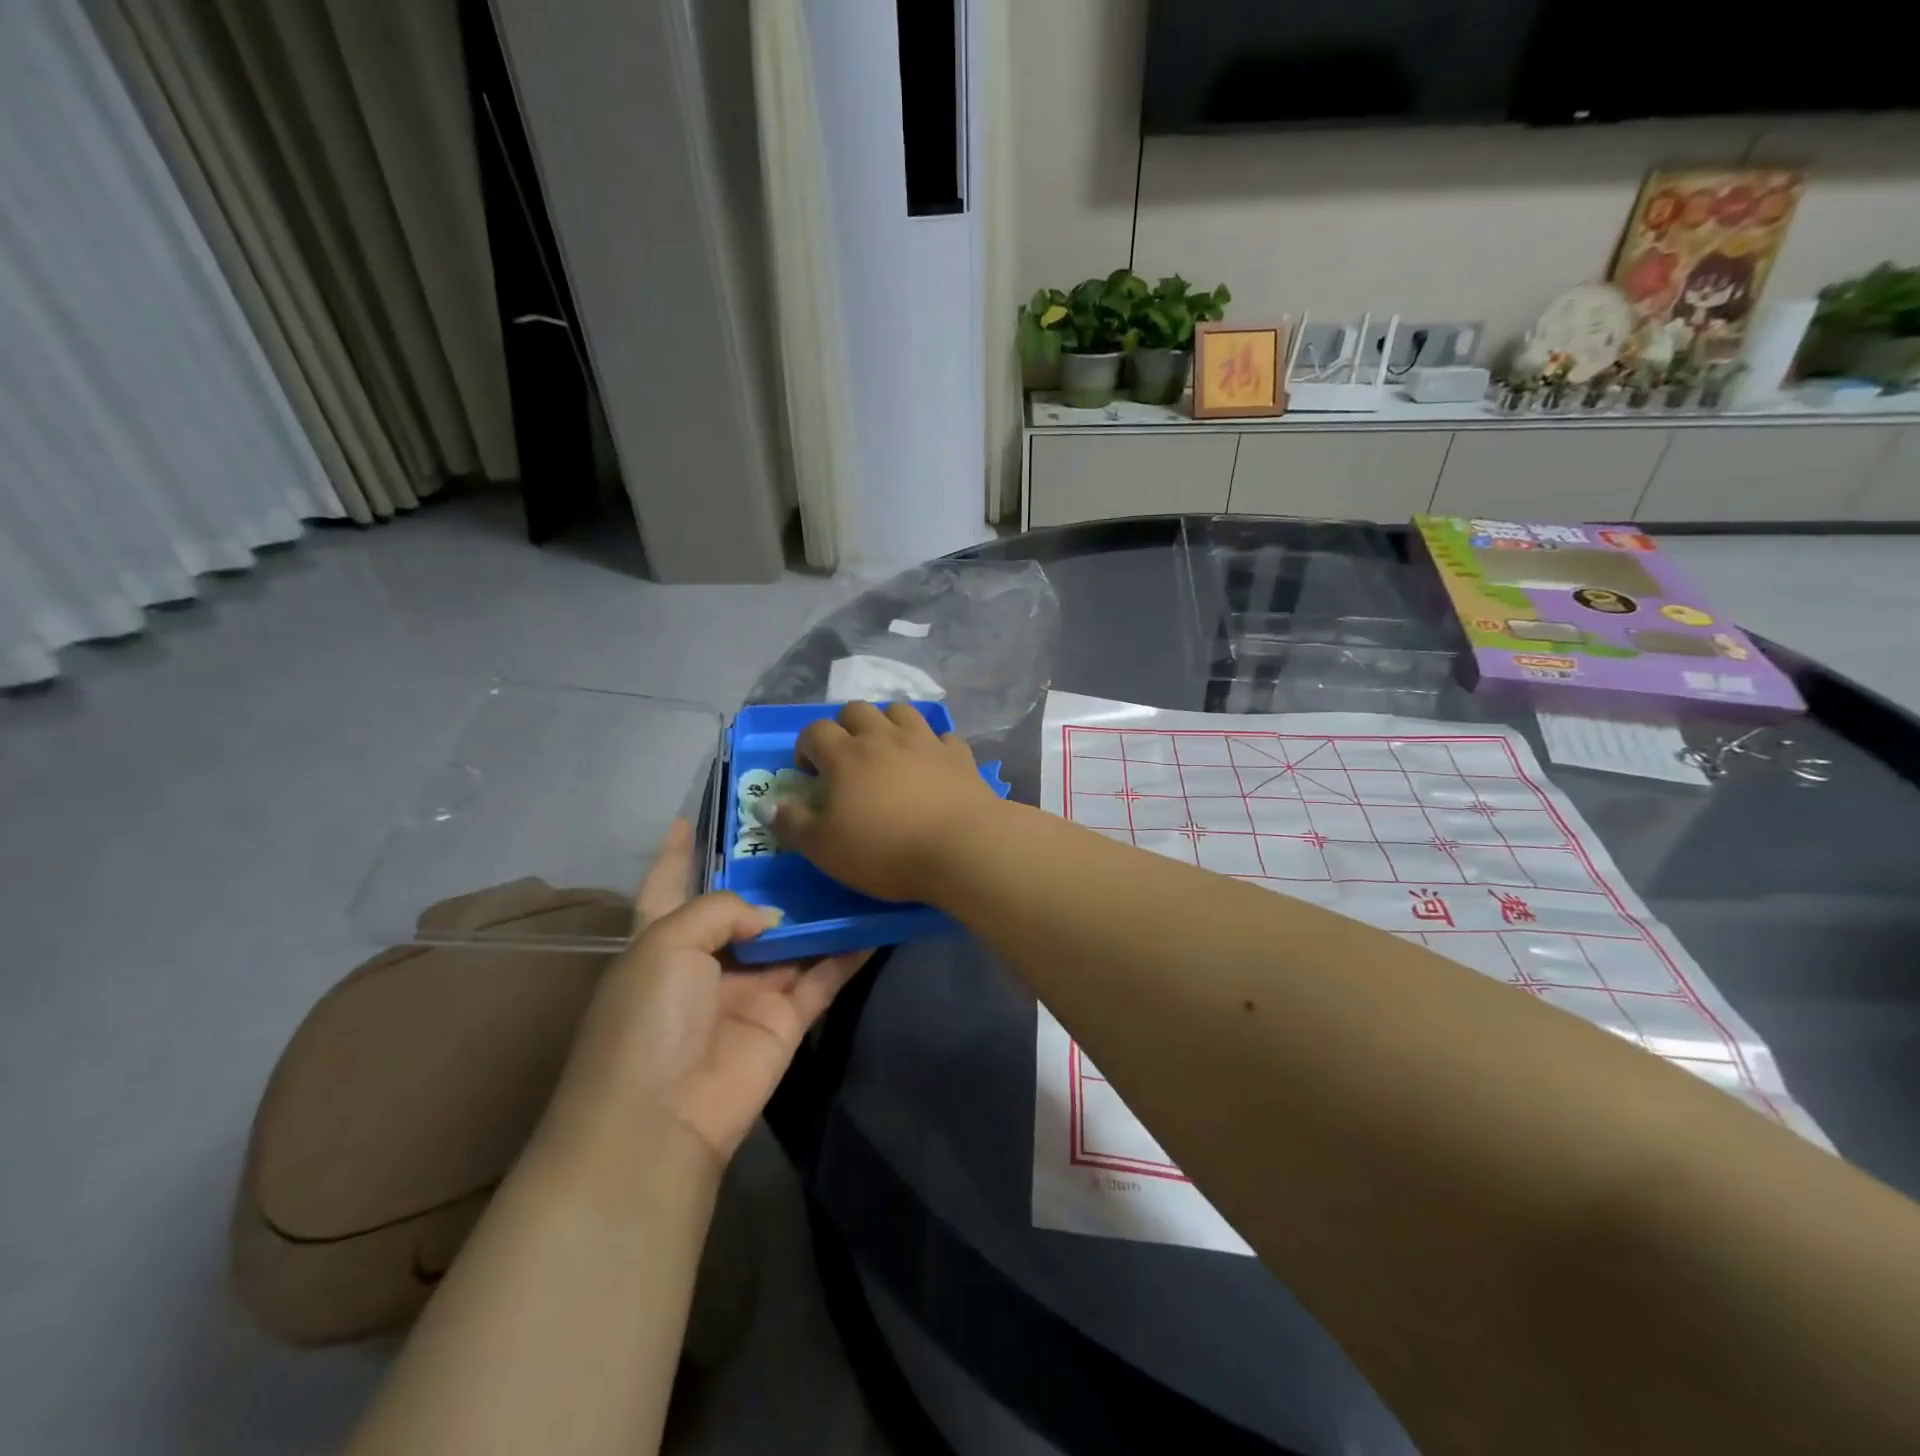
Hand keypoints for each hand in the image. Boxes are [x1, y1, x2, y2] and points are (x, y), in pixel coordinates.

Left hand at [554, 820, 867, 1167]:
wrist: (661, 1118)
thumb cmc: (648, 1016)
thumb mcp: (667, 942)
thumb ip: (723, 909)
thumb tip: (773, 918)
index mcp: (660, 938)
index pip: (667, 883)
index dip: (677, 852)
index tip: (692, 815)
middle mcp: (705, 960)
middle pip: (742, 907)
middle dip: (770, 873)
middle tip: (810, 828)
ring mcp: (749, 989)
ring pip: (792, 938)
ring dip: (818, 909)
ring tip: (853, 864)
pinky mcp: (785, 1018)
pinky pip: (823, 976)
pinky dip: (848, 952)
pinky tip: (876, 921)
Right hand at [770, 701, 1001, 902]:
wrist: (961, 847)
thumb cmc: (885, 851)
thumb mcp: (825, 849)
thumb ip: (793, 825)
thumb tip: (770, 805)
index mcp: (846, 755)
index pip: (815, 731)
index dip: (806, 747)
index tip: (809, 774)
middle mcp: (883, 737)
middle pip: (857, 710)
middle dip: (844, 727)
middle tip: (846, 759)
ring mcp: (925, 741)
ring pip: (900, 710)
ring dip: (887, 723)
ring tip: (887, 751)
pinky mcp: (958, 754)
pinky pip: (942, 736)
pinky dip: (931, 744)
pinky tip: (931, 764)